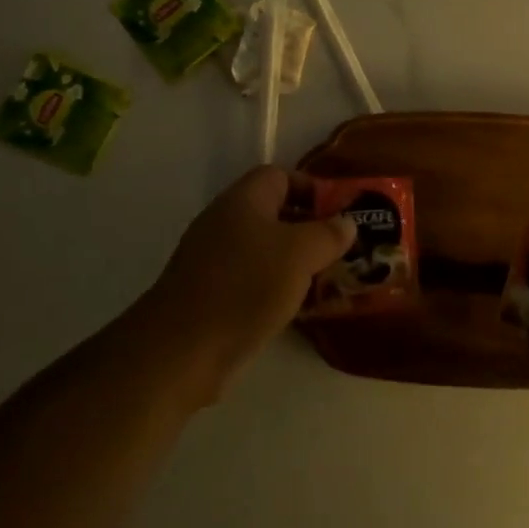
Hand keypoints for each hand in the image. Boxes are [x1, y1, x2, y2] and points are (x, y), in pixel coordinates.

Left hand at [142, 166, 353, 402]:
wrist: (181, 351)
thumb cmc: (245, 287)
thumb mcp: (300, 253)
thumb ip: (328, 234)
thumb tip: (347, 222)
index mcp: (244, 200)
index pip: (281, 176)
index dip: (312, 188)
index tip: (340, 213)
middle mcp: (226, 222)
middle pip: (275, 214)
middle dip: (310, 229)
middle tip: (343, 249)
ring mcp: (215, 261)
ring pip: (266, 251)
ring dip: (297, 263)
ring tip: (330, 280)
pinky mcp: (211, 296)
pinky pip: (253, 281)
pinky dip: (277, 289)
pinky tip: (300, 309)